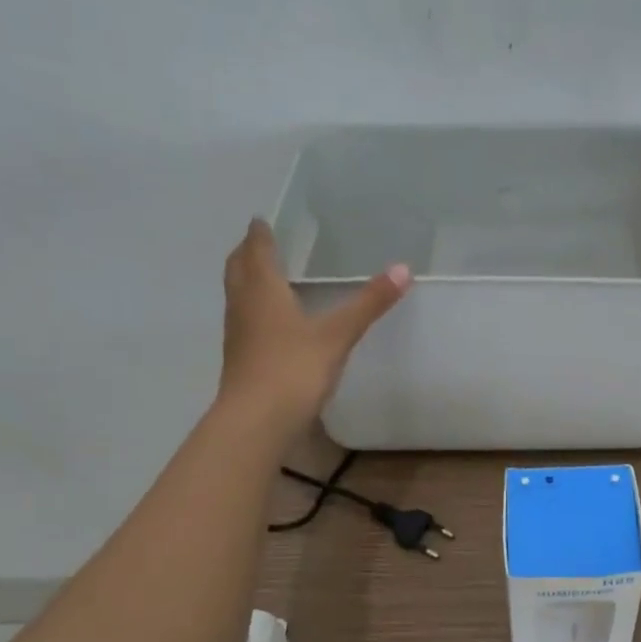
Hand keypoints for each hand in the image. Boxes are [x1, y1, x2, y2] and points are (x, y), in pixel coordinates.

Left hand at [219, 220, 410, 426]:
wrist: (258, 421)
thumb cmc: (295, 369)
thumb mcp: (337, 334)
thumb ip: (369, 303)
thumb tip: (404, 269)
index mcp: (263, 289)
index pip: (257, 250)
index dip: (260, 234)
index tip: (263, 221)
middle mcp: (243, 305)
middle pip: (238, 269)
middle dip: (247, 253)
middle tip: (260, 243)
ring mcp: (238, 334)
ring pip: (237, 296)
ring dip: (246, 281)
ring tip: (265, 277)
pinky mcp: (240, 359)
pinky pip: (244, 322)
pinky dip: (253, 310)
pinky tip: (270, 323)